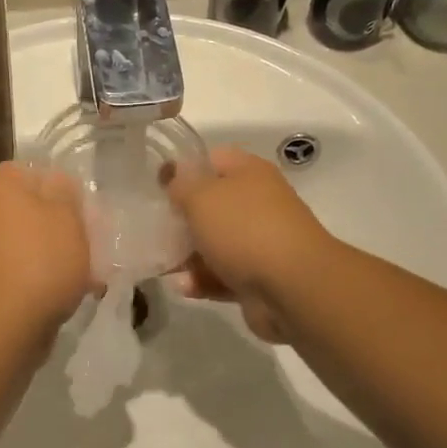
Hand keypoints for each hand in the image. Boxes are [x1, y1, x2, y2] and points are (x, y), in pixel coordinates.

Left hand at [0, 161, 90, 335]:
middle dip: (64, 222)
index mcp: (1, 187)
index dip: (61, 183)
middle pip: (34, 207)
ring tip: (91, 269)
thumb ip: (66, 191)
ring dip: (59, 251)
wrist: (6, 325)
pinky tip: (74, 290)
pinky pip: (27, 267)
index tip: (84, 204)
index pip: (32, 169)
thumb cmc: (41, 261)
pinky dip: (47, 275)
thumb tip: (57, 182)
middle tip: (93, 237)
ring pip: (33, 239)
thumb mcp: (67, 216)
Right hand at [162, 148, 331, 342]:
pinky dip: (202, 281)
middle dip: (182, 219)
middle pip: (212, 205)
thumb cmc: (244, 230)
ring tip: (163, 265)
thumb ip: (181, 184)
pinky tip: (184, 287)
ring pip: (214, 244)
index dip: (184, 170)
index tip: (158, 187)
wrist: (293, 287)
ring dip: (188, 256)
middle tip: (154, 229)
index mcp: (249, 173)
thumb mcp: (202, 197)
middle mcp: (257, 204)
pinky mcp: (257, 278)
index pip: (212, 160)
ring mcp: (259, 242)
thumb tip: (173, 174)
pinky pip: (222, 275)